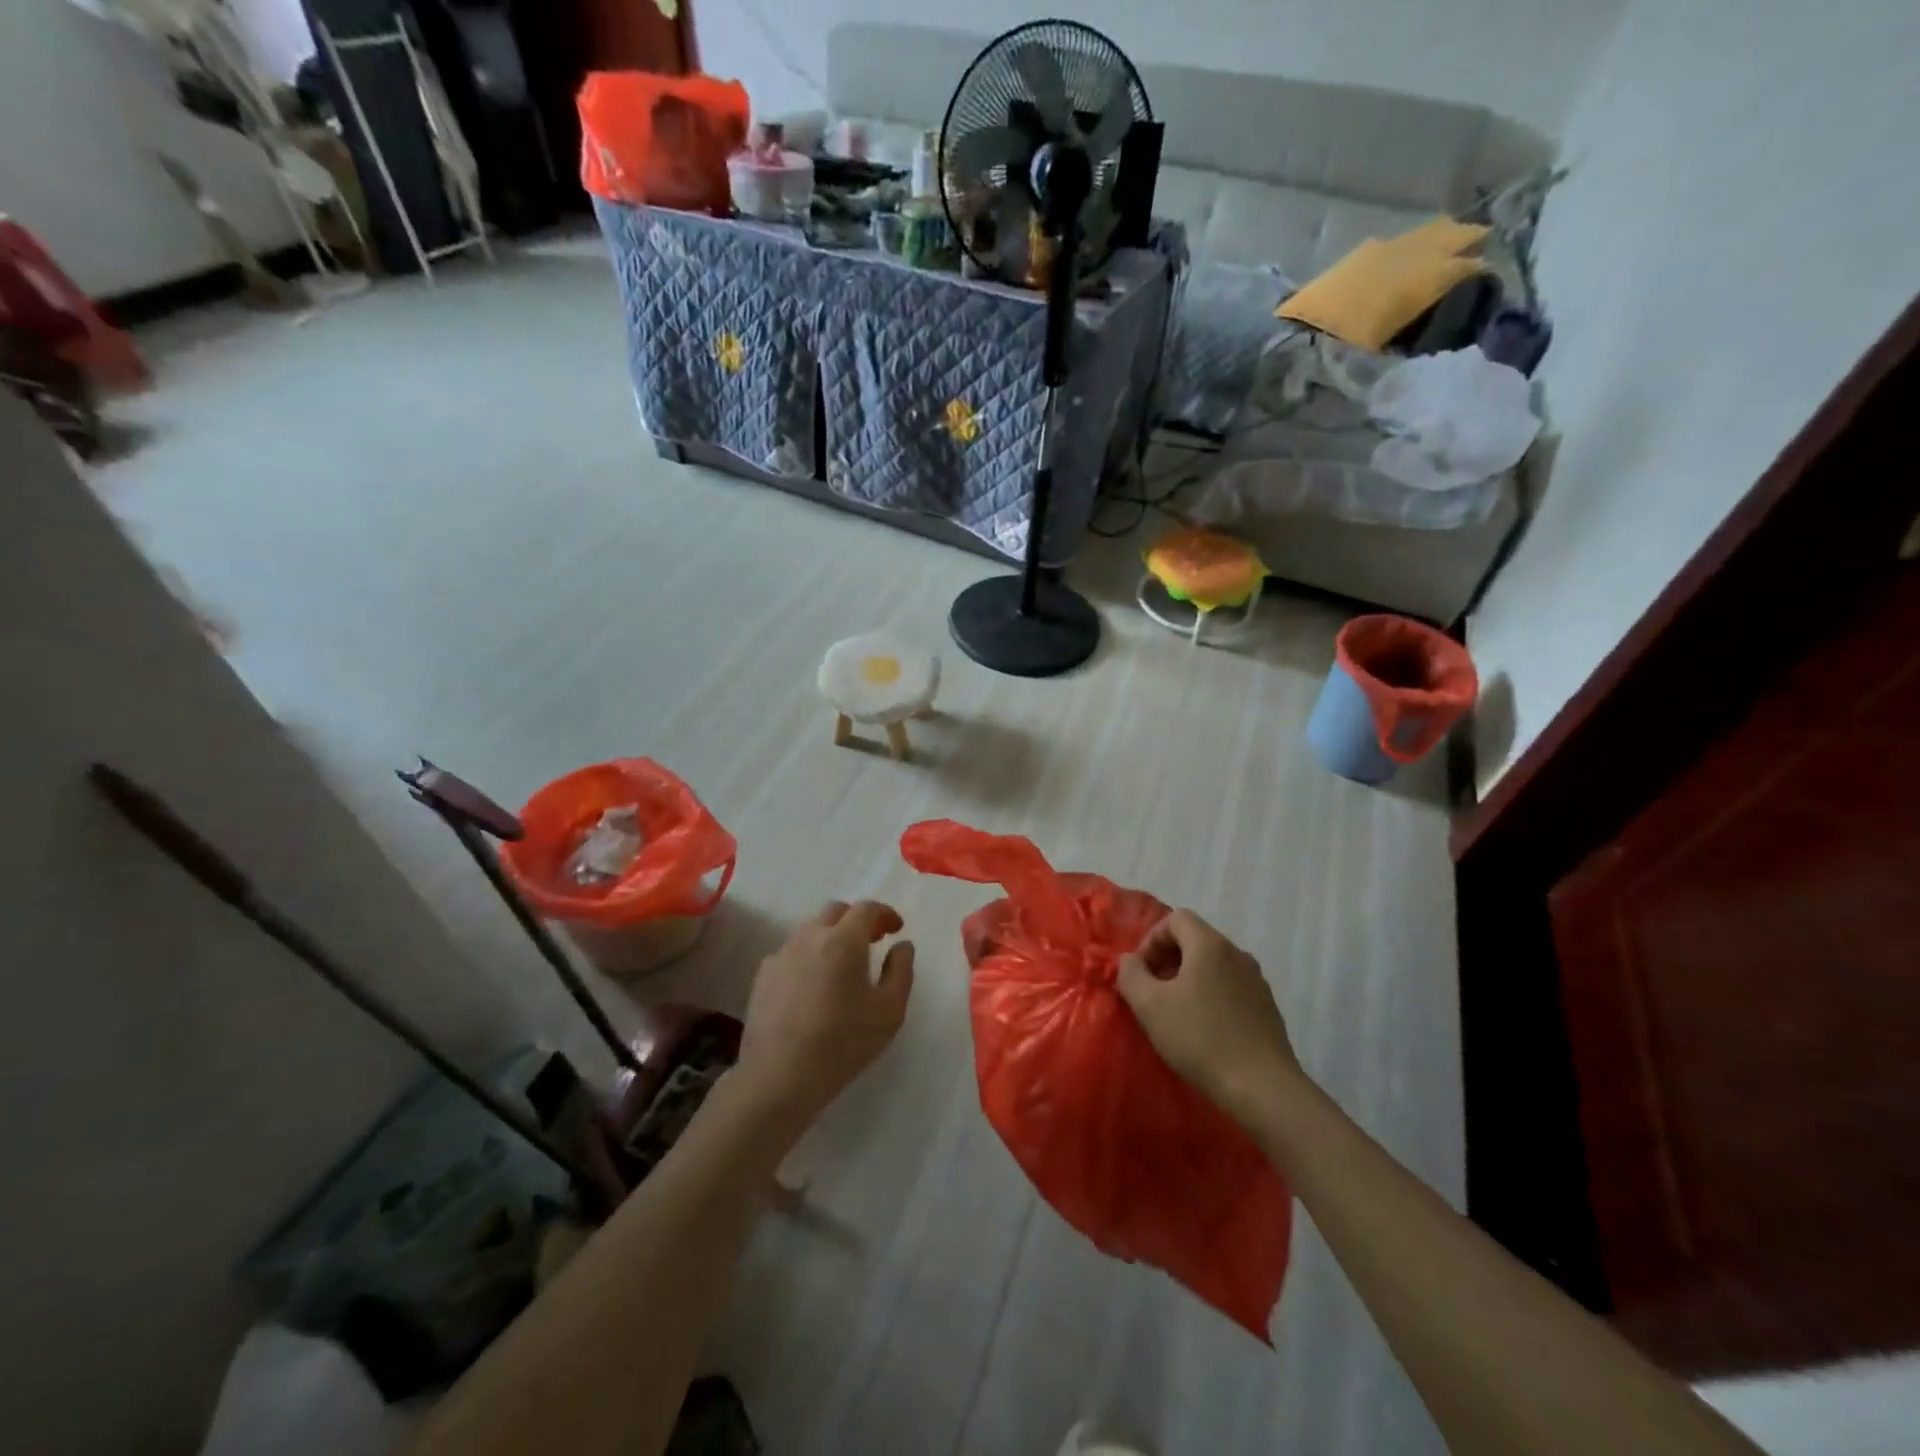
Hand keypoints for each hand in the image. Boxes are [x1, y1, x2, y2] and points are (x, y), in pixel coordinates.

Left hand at [734, 900, 914, 1131]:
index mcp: (843, 940)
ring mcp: (782, 954)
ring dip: (832, 936)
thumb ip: (901, 971)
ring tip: (843, 964)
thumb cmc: (842, 1043)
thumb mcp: (889, 1011)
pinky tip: (814, 985)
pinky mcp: (763, 975)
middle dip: (857, 920)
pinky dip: (809, 956)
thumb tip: (902, 945)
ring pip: (811, 930)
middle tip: (872, 941)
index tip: (896, 928)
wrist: (778, 1076)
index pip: (866, 909)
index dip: (885, 914)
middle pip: (836, 912)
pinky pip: (792, 952)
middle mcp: (810, 937)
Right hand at [1115, 909, 1303, 1128]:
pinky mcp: (1267, 1007)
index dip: (1151, 939)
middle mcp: (1237, 953)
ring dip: (1189, 978)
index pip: (1176, 918)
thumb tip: (1130, 961)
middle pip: (1195, 939)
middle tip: (1153, 992)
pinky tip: (1204, 1029)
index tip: (1142, 973)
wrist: (1262, 1087)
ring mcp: (1256, 980)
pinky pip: (1230, 986)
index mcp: (1210, 945)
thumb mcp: (1149, 1005)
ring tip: (1176, 1012)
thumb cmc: (1199, 1038)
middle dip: (1168, 959)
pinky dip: (1210, 995)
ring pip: (1213, 964)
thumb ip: (1130, 974)